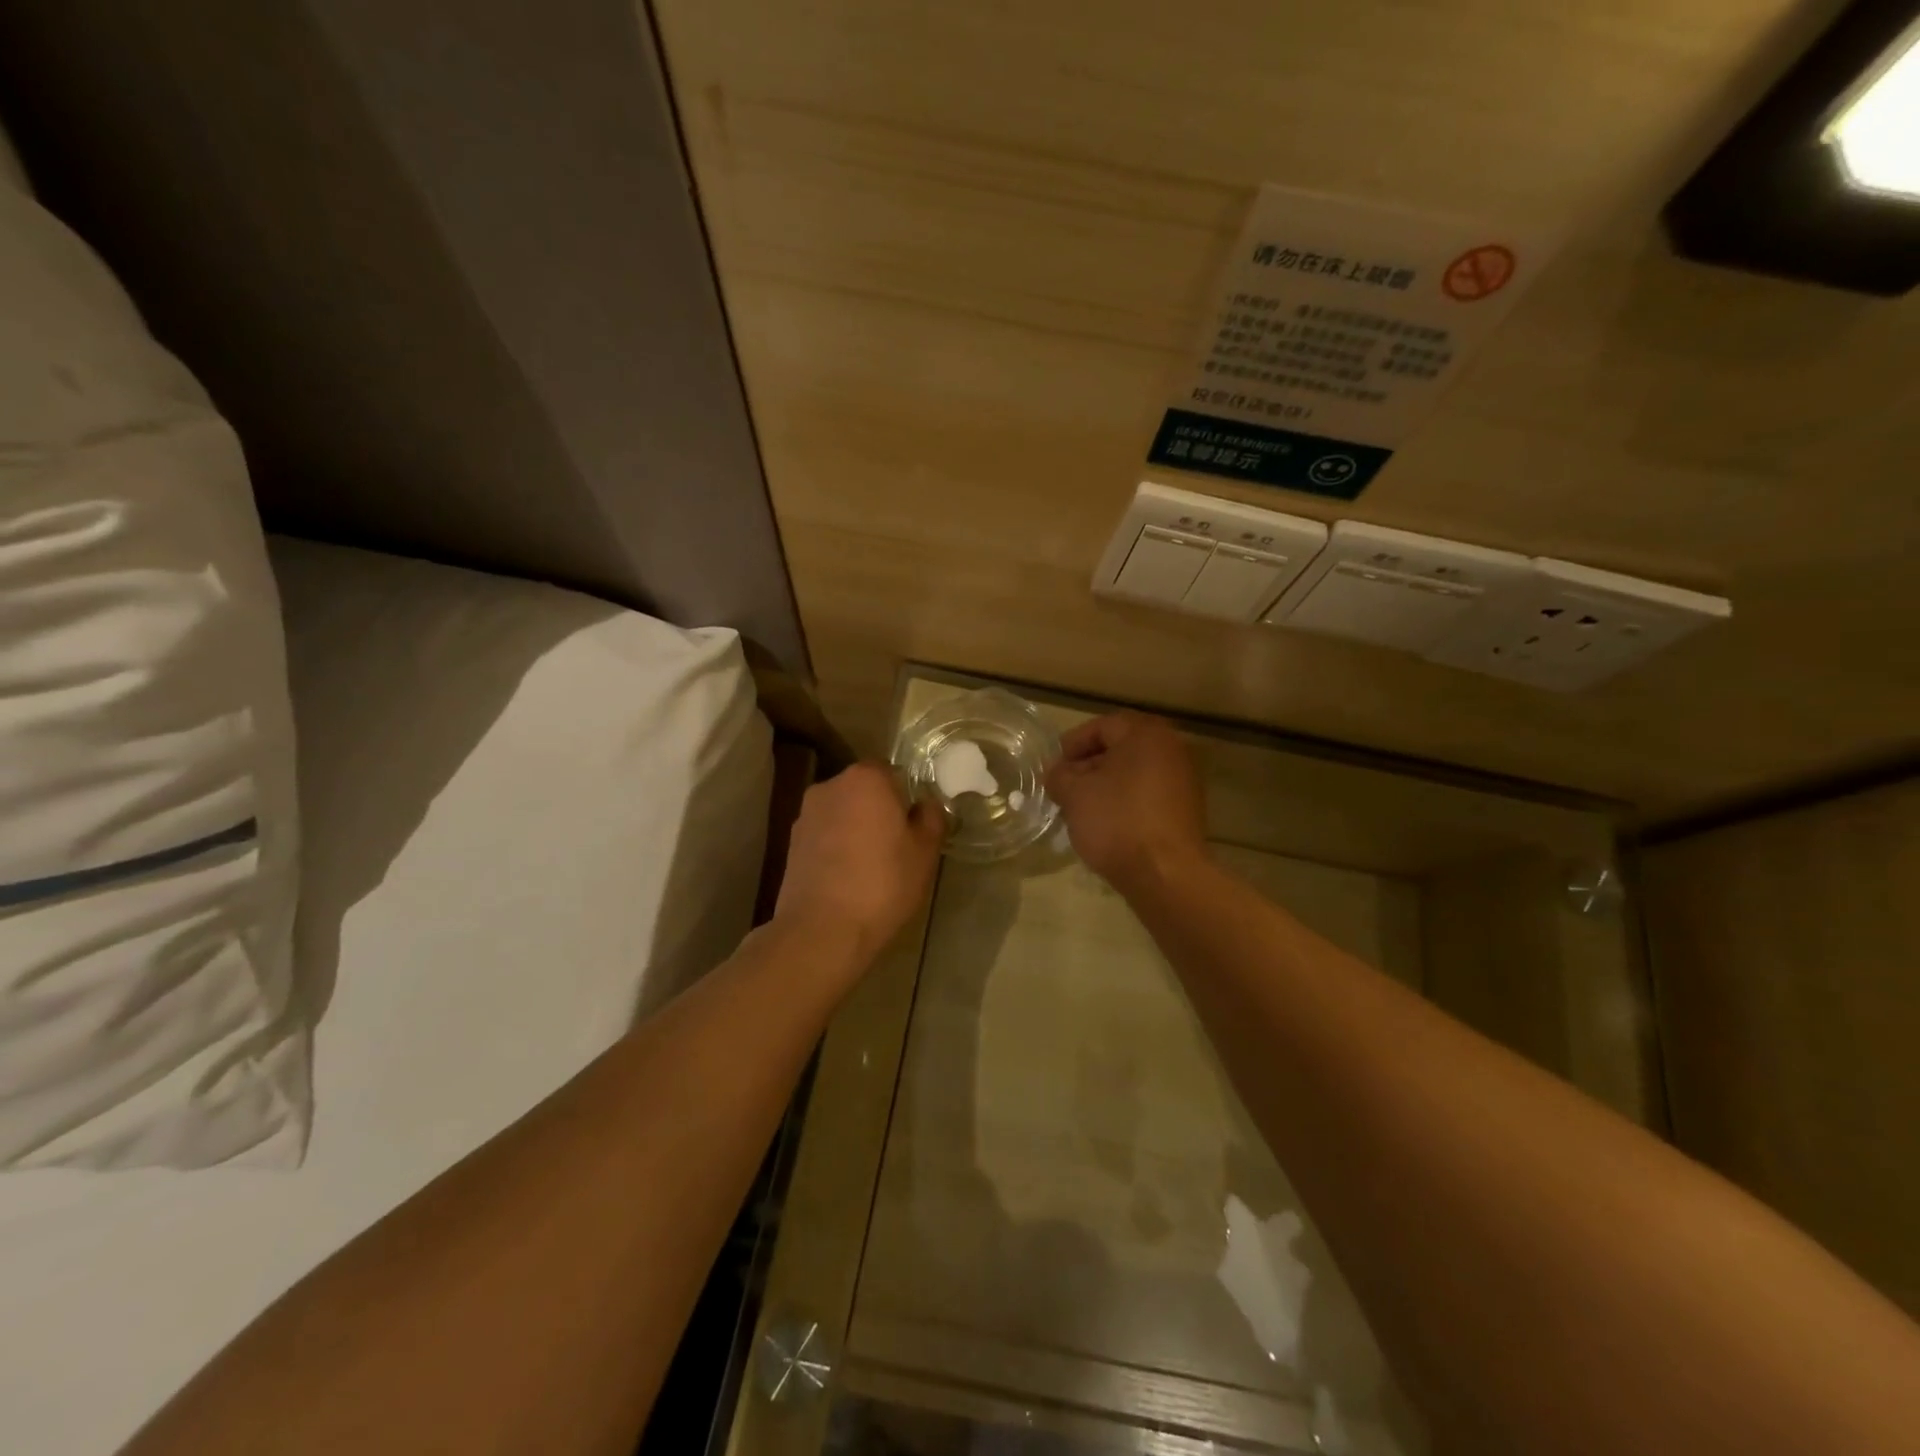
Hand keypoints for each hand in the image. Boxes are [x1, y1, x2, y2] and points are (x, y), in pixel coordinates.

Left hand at [773, 763, 945, 971]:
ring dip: (855, 829)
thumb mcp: (925, 853)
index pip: (892, 772)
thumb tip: (925, 805)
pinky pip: (824, 836)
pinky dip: (836, 848)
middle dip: (878, 811)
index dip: (906, 797)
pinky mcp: (791, 843)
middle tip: (896, 846)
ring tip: (870, 867)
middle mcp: (830, 786)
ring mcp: (806, 814)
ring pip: (842, 813)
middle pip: (863, 790)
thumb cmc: (883, 883)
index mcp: (866, 778)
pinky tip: (846, 878)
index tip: (913, 826)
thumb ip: (931, 818)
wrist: (821, 930)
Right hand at [1045, 712, 1208, 893]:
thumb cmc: (1117, 821)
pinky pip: (1147, 795)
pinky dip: (1125, 802)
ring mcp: (1184, 780)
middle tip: (1063, 786)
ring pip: (1134, 773)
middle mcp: (1172, 749)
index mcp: (1146, 735)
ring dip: (1105, 785)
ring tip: (1079, 808)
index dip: (1072, 744)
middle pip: (1120, 748)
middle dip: (1088, 766)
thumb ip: (1059, 775)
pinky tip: (1105, 823)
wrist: (1165, 874)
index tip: (1052, 767)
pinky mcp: (1186, 810)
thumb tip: (1056, 773)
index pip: (1102, 726)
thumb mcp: (1074, 794)